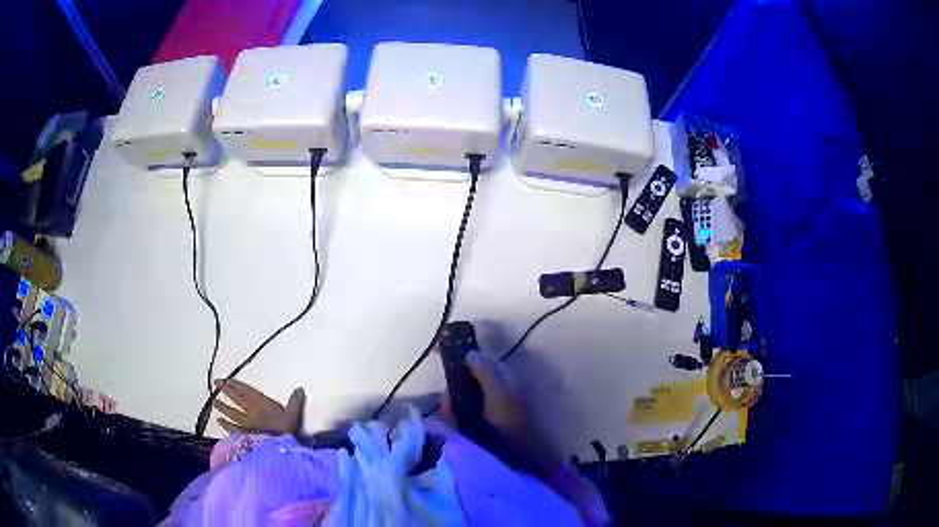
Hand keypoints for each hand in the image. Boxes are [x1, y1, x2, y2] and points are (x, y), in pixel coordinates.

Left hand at [212, 379, 304, 435]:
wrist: (277, 449)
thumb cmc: (286, 431)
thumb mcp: (294, 415)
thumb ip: (295, 402)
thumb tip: (300, 388)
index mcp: (262, 405)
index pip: (248, 392)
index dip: (238, 385)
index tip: (229, 379)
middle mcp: (251, 412)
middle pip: (237, 399)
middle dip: (227, 390)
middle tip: (217, 383)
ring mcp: (246, 424)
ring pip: (232, 413)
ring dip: (223, 406)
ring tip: (214, 401)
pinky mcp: (244, 435)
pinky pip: (232, 428)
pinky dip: (226, 424)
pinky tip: (219, 421)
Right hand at [442, 351, 561, 478]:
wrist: (516, 456)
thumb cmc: (509, 422)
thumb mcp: (499, 394)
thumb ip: (485, 372)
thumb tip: (469, 352)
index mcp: (503, 376)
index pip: (479, 357)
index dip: (461, 355)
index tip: (439, 354)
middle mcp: (493, 386)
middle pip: (464, 377)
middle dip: (453, 388)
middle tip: (449, 404)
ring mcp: (485, 404)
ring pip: (458, 394)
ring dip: (451, 404)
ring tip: (450, 418)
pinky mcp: (477, 420)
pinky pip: (458, 411)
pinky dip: (453, 416)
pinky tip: (452, 424)